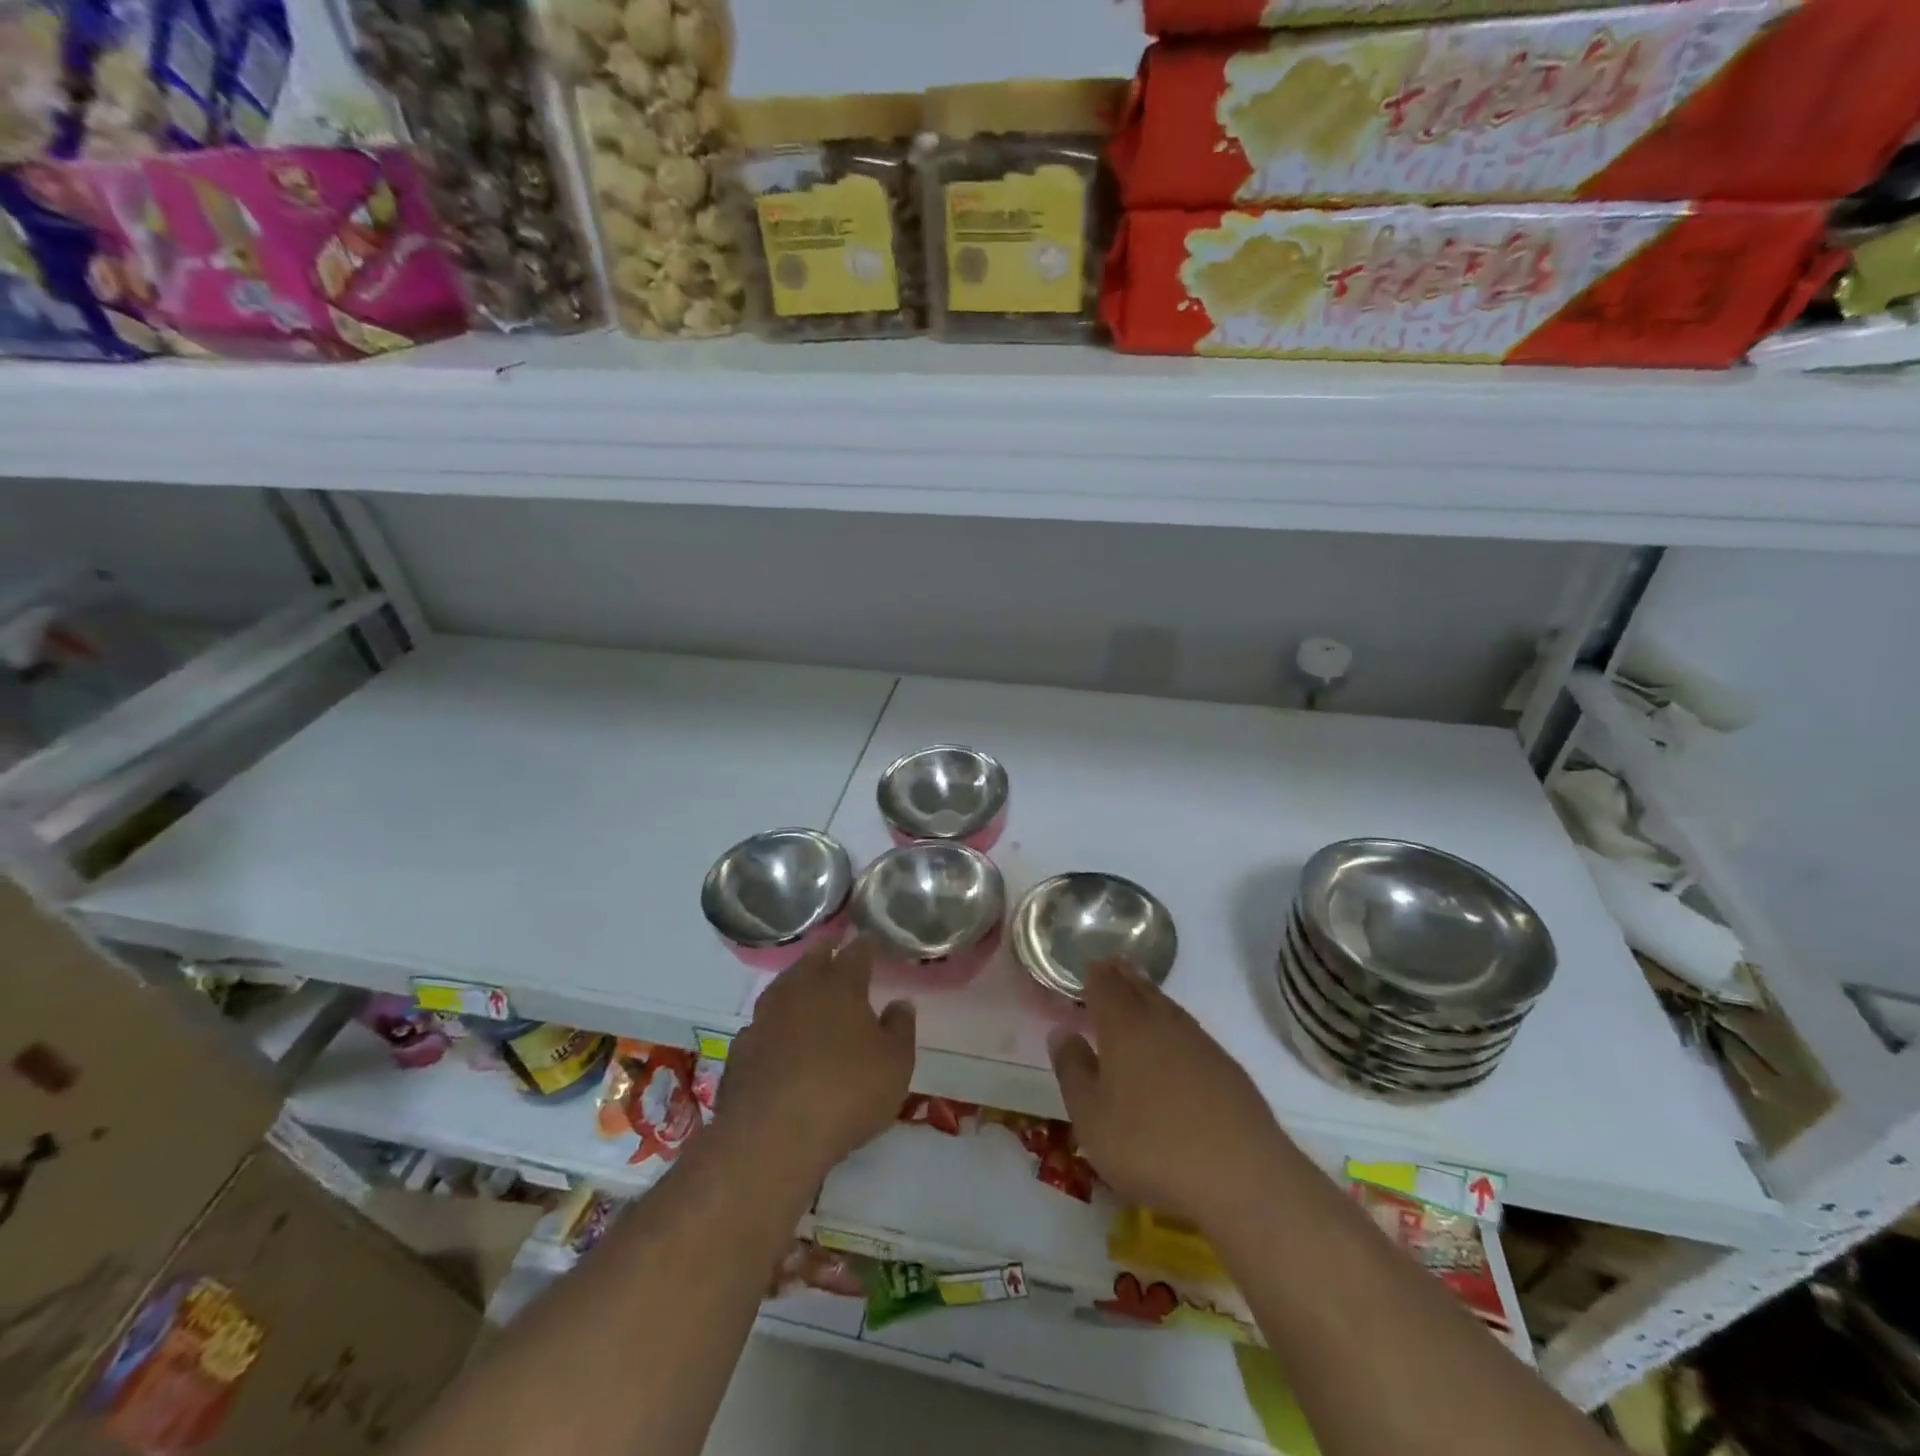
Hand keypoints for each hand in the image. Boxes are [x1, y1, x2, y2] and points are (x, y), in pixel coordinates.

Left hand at [714, 937, 914, 1187]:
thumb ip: (900, 1029)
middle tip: (834, 941)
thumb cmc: (847, 1093)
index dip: (865, 944)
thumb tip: (900, 1003)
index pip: (856, 954)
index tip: (869, 938)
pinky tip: (776, 1034)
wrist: (771, 1137)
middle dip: (825, 948)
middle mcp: (800, 991)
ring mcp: (764, 1019)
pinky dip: (773, 1022)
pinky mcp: (741, 1050)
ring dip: (795, 980)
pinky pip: (762, 1025)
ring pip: (782, 987)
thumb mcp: (895, 1065)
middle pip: (812, 959)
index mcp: (841, 987)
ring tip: (804, 982)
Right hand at [1051, 960, 1283, 1232]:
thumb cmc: (1150, 1145)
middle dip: (1122, 977)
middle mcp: (1162, 1022)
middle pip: (1139, 988)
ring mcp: (1199, 1042)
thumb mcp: (1091, 1117)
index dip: (1095, 974)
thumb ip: (1073, 1070)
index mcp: (1124, 1026)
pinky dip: (1173, 1026)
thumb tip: (1062, 1032)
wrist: (1242, 1177)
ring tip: (1138, 997)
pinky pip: (1189, 1032)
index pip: (1106, 985)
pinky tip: (1173, 1044)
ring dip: (1149, 998)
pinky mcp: (1227, 1068)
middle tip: (1110, 969)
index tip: (1088, 967)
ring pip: (1167, 1008)